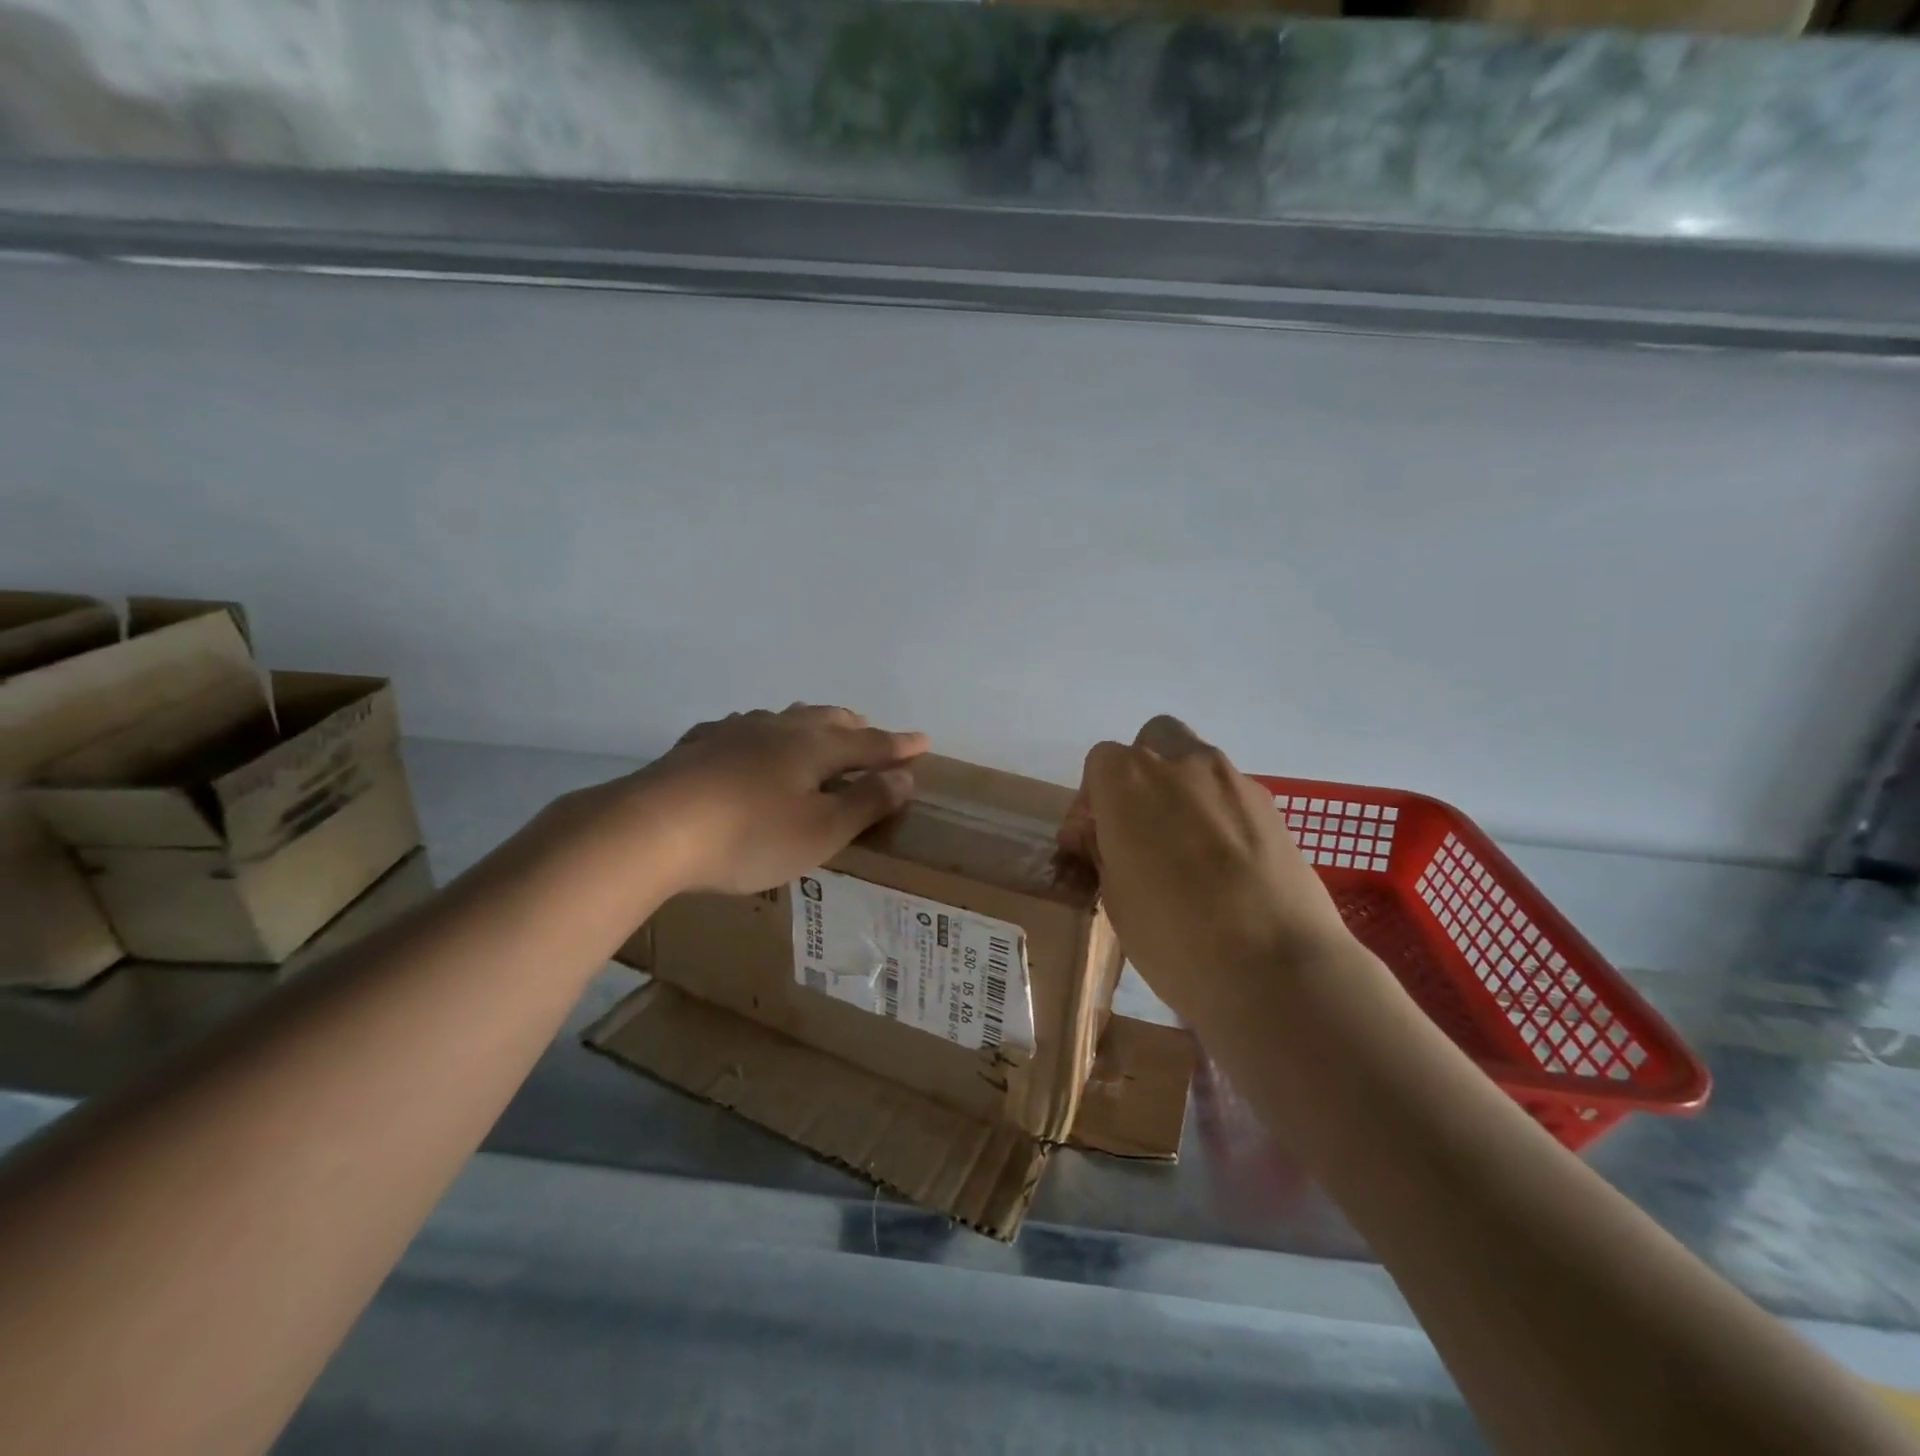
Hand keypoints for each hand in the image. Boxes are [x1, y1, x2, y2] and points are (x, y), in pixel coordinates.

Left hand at [615, 704, 929, 894]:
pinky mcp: (696, 747)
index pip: (868, 743)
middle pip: (825, 719)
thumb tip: (905, 777)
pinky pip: (740, 731)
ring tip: (815, 729)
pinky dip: (759, 734)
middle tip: (870, 732)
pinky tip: (745, 742)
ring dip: (808, 723)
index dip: (896, 746)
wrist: (651, 828)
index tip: (922, 741)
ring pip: (782, 718)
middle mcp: (777, 729)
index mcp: (813, 747)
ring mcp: (732, 733)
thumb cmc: (749, 835)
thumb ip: (866, 803)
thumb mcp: (820, 831)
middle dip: (853, 726)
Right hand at [1060, 716, 1354, 1027]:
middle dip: (1140, 774)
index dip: (1092, 801)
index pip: (1100, 762)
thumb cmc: (1173, 936)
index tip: (1093, 841)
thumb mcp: (1115, 898)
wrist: (1276, 969)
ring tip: (1183, 849)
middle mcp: (1181, 764)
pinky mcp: (1273, 807)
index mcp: (1129, 780)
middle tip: (1138, 826)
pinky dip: (1218, 814)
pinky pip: (1231, 795)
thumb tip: (1105, 836)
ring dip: (1181, 791)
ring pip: (1196, 764)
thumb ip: (1105, 851)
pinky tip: (1222, 864)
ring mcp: (1233, 780)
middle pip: (1153, 741)